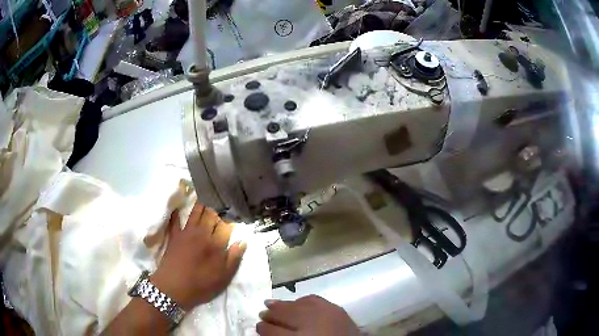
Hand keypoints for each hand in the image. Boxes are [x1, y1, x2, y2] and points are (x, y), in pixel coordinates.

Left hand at [150, 203, 246, 310]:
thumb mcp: (223, 277)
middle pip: (211, 214)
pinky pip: (175, 220)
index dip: (232, 217)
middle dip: (218, 205)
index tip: (237, 210)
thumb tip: (242, 241)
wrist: (173, 288)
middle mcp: (202, 233)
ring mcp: (186, 233)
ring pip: (195, 213)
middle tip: (222, 197)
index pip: (226, 225)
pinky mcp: (174, 236)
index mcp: (215, 244)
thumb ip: (234, 258)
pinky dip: (176, 213)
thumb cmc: (200, 285)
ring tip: (206, 193)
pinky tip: (177, 206)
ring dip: (202, 203)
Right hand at [256, 295, 359, 335]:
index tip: (257, 326)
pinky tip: (296, 302)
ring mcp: (325, 314)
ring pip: (297, 305)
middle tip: (261, 314)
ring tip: (271, 304)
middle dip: (270, 314)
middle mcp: (311, 324)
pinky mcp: (337, 309)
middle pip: (284, 315)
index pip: (274, 331)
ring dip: (283, 305)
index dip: (263, 328)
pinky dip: (302, 300)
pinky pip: (314, 300)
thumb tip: (266, 331)